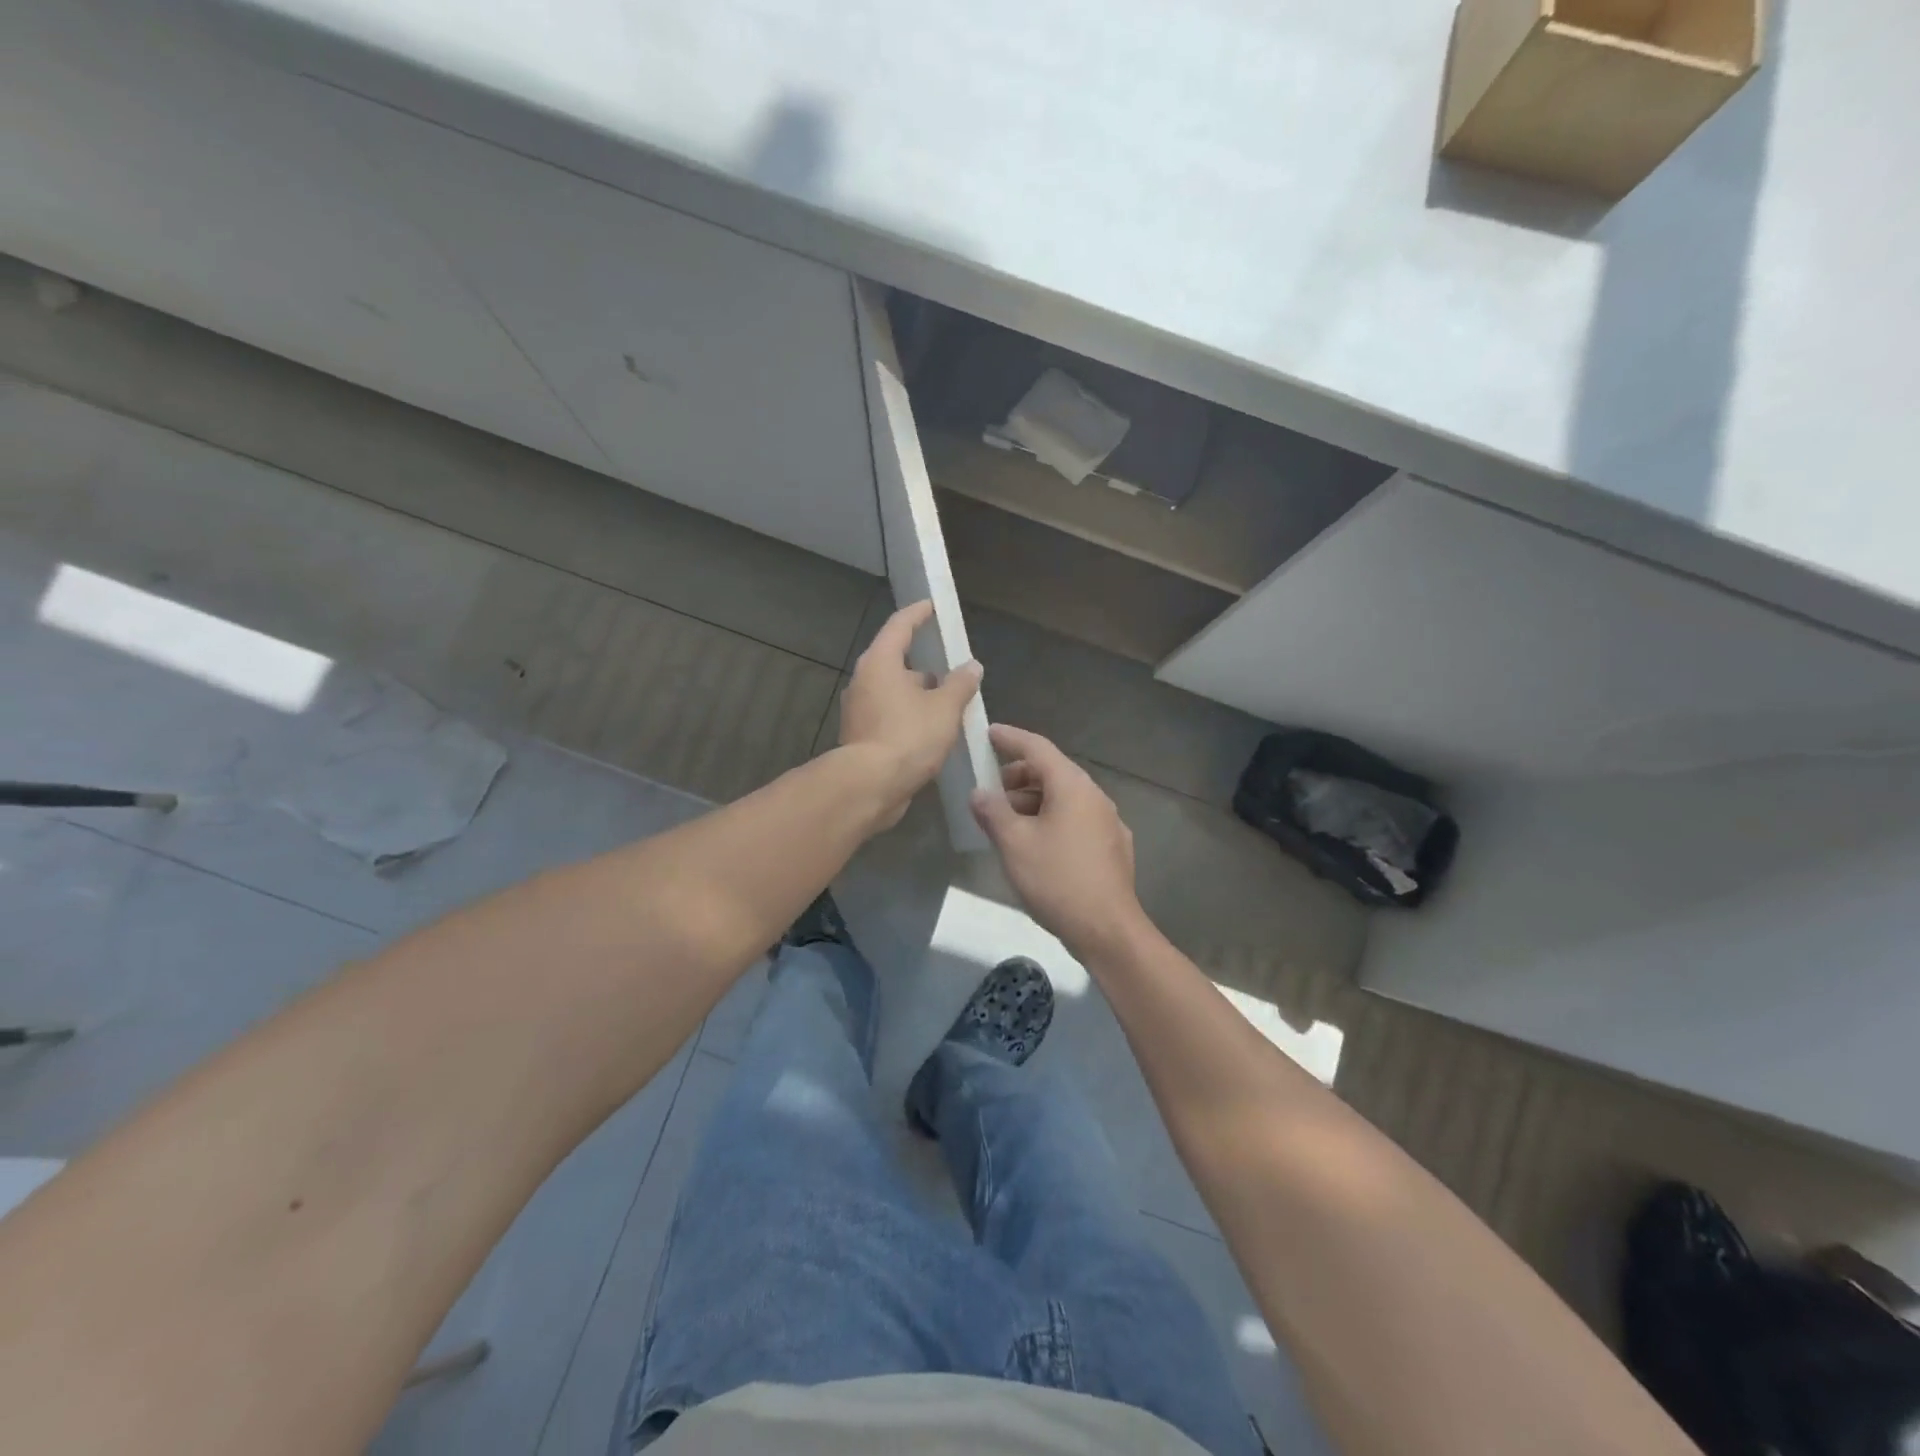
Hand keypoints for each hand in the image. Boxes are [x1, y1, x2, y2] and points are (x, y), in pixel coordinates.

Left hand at [838, 600, 982, 829]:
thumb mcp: (944, 709)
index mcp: (880, 662)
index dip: (918, 614)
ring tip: (946, 703)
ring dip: (917, 693)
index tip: (933, 607)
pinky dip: (908, 715)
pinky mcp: (860, 735)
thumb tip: (971, 666)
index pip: (900, 626)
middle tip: (949, 667)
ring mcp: (858, 709)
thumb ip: (960, 684)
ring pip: (892, 691)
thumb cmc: (908, 737)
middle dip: (922, 663)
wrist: (869, 786)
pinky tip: (930, 730)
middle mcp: (863, 680)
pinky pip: (888, 715)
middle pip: (894, 660)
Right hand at [971, 724, 1148, 959]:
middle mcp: (1094, 796)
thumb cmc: (1057, 880)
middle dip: (1018, 776)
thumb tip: (979, 793)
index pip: (1038, 747)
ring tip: (1007, 823)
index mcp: (1072, 786)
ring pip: (1065, 798)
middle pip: (1052, 772)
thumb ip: (993, 812)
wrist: (1107, 930)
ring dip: (1034, 801)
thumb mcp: (1014, 844)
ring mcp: (1108, 821)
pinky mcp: (1113, 846)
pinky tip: (1037, 845)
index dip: (1011, 738)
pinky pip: (1076, 819)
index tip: (988, 733)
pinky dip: (1052, 819)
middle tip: (991, 791)